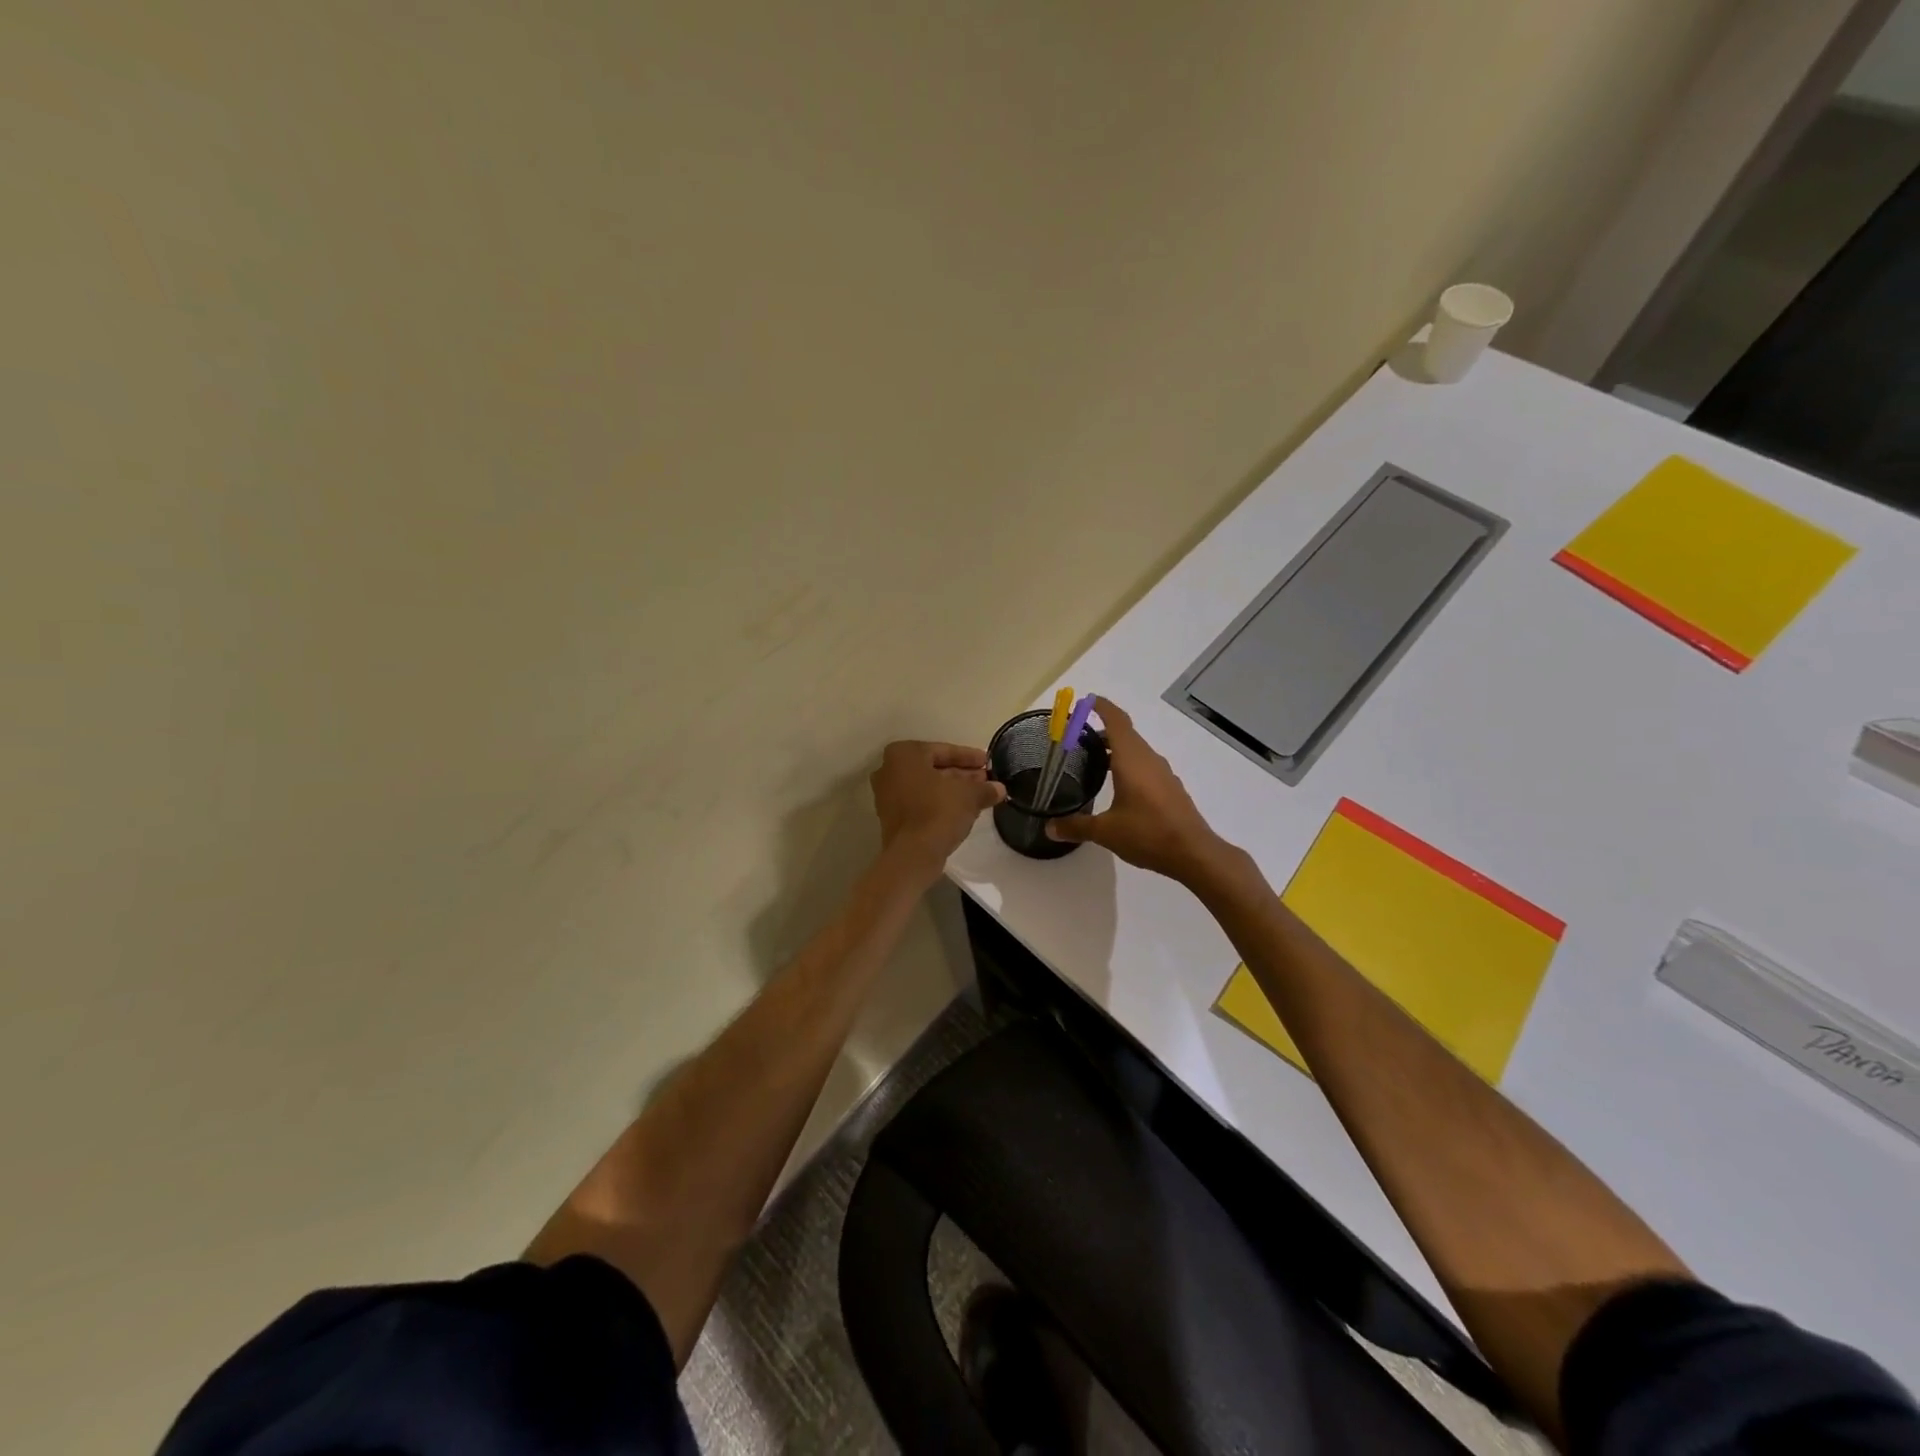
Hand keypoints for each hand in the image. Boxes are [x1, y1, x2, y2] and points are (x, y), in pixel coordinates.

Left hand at [871, 740, 1006, 882]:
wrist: (913, 855)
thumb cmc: (939, 812)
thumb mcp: (970, 795)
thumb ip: (985, 788)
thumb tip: (999, 789)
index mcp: (904, 754)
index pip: (943, 750)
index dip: (969, 757)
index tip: (987, 762)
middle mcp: (889, 770)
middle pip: (933, 768)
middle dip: (961, 774)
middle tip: (985, 779)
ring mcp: (887, 795)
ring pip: (927, 786)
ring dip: (952, 789)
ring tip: (979, 795)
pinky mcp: (891, 817)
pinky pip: (919, 802)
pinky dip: (939, 803)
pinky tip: (963, 810)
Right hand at [1046, 698, 1230, 882]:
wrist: (1193, 853)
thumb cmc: (1148, 833)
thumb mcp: (1106, 832)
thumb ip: (1076, 827)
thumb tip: (1049, 828)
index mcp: (1132, 760)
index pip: (1116, 721)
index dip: (1101, 707)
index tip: (1085, 702)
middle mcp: (1149, 760)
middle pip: (1126, 734)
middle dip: (1102, 730)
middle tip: (1077, 738)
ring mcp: (1163, 773)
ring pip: (1137, 751)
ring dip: (1116, 749)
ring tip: (1094, 761)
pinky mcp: (1170, 788)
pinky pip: (1146, 766)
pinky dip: (1129, 765)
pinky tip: (1119, 786)